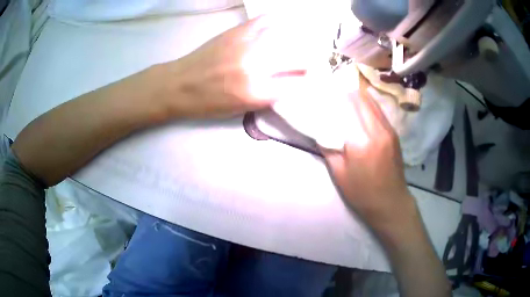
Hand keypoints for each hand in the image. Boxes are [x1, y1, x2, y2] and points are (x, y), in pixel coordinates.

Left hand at [163, 16, 306, 118]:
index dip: (306, 81)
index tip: (308, 79)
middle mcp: (256, 67)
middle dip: (307, 61)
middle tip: (305, 62)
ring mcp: (247, 45)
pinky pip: (266, 20)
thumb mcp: (242, 109)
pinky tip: (280, 26)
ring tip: (298, 43)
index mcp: (256, 93)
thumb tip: (291, 81)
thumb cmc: (209, 103)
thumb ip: (269, 95)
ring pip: (286, 37)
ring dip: (297, 40)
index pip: (297, 84)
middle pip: (297, 58)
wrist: (180, 84)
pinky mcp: (237, 31)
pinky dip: (277, 22)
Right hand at [321, 92, 417, 233]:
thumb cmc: (362, 193)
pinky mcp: (394, 134)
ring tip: (346, 96)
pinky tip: (361, 107)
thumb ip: (329, 148)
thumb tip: (322, 129)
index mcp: (362, 141)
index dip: (337, 97)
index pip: (349, 107)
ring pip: (373, 103)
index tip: (326, 94)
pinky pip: (380, 112)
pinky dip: (369, 105)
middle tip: (334, 93)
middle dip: (347, 94)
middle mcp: (378, 130)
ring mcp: (389, 130)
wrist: (390, 203)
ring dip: (359, 97)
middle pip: (362, 100)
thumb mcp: (339, 174)